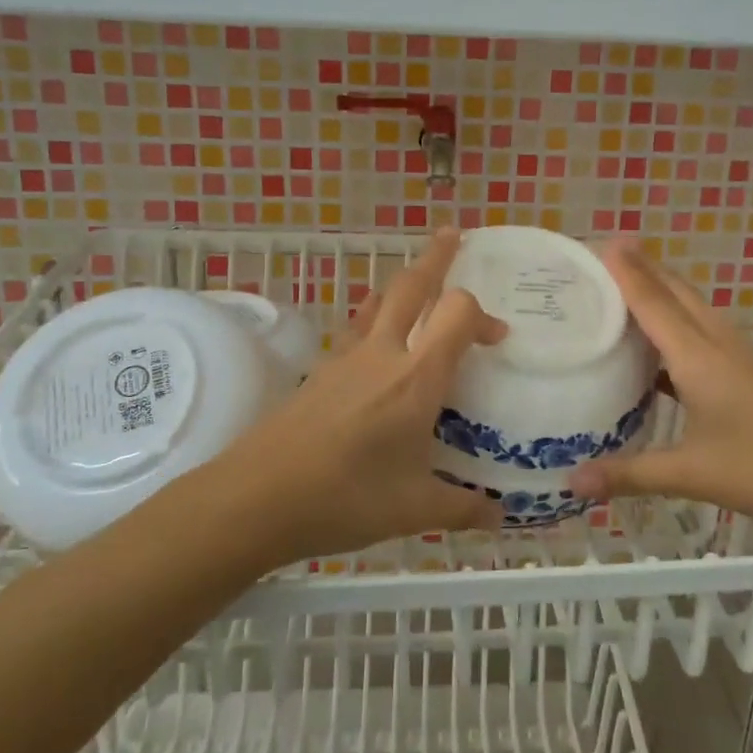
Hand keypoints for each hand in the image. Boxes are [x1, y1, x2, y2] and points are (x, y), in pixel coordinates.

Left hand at [214, 228, 508, 563]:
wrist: (255, 497)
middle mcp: (383, 354)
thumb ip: (461, 508)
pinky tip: (377, 342)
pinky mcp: (320, 371)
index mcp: (416, 378)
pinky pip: (357, 328)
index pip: (457, 313)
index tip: (497, 340)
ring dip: (404, 285)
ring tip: (419, 279)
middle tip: (452, 236)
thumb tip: (497, 516)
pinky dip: (376, 317)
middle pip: (412, 285)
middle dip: (436, 258)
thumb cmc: (345, 498)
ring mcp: (346, 358)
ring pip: (379, 301)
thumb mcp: (414, 510)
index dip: (482, 316)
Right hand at [568, 240, 752, 532]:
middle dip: (644, 270)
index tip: (601, 242)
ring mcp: (742, 355)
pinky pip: (707, 330)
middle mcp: (719, 343)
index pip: (653, 302)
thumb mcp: (691, 474)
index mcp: (698, 357)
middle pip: (677, 292)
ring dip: (664, 292)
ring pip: (695, 308)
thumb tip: (572, 482)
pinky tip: (668, 349)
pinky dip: (680, 322)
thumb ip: (630, 474)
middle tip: (607, 257)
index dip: (626, 272)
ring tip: (630, 289)